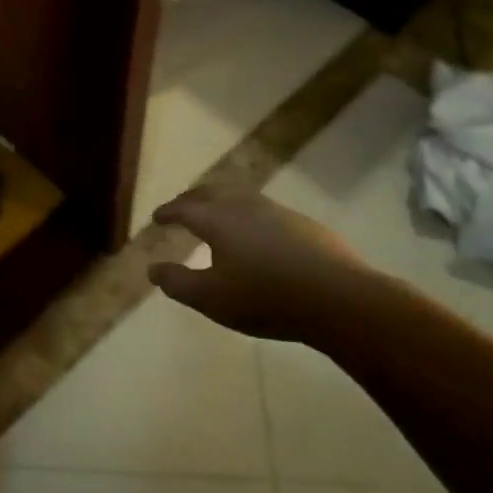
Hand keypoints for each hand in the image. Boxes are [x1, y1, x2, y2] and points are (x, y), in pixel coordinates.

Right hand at [149, 186, 373, 344]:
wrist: (339, 299)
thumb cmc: (266, 298)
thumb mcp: (211, 299)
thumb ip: (178, 283)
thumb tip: (153, 269)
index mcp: (219, 220)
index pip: (185, 208)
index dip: (168, 211)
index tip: (157, 218)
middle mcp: (246, 207)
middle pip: (213, 193)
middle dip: (192, 199)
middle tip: (181, 208)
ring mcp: (278, 212)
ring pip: (241, 197)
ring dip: (222, 202)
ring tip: (216, 215)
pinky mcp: (304, 225)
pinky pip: (265, 210)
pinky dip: (248, 214)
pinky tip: (256, 233)